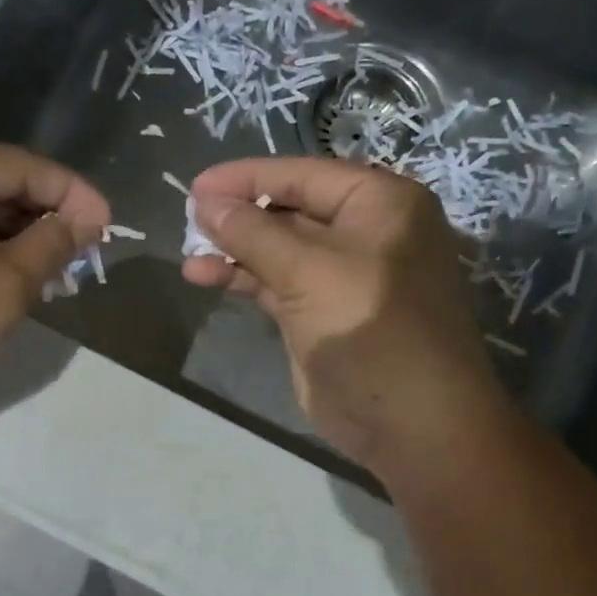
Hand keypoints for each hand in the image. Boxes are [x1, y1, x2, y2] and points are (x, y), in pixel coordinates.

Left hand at [0, 141, 108, 425]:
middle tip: (85, 256)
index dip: (72, 193)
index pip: (20, 165)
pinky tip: (11, 280)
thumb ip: (52, 245)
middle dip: (44, 219)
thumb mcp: (2, 286)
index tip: (110, 226)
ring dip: (17, 240)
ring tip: (55, 274)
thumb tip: (86, 220)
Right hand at [183, 157, 506, 474]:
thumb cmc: (369, 327)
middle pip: (289, 210)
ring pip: (277, 251)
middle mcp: (363, 233)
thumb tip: (205, 202)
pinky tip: (203, 277)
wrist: (408, 420)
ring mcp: (341, 277)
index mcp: (379, 204)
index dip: (246, 178)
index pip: (302, 175)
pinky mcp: (320, 315)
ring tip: (188, 252)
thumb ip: (252, 232)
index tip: (194, 186)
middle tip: (187, 219)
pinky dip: (242, 280)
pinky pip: (275, 284)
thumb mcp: (308, 271)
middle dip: (238, 214)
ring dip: (234, 250)